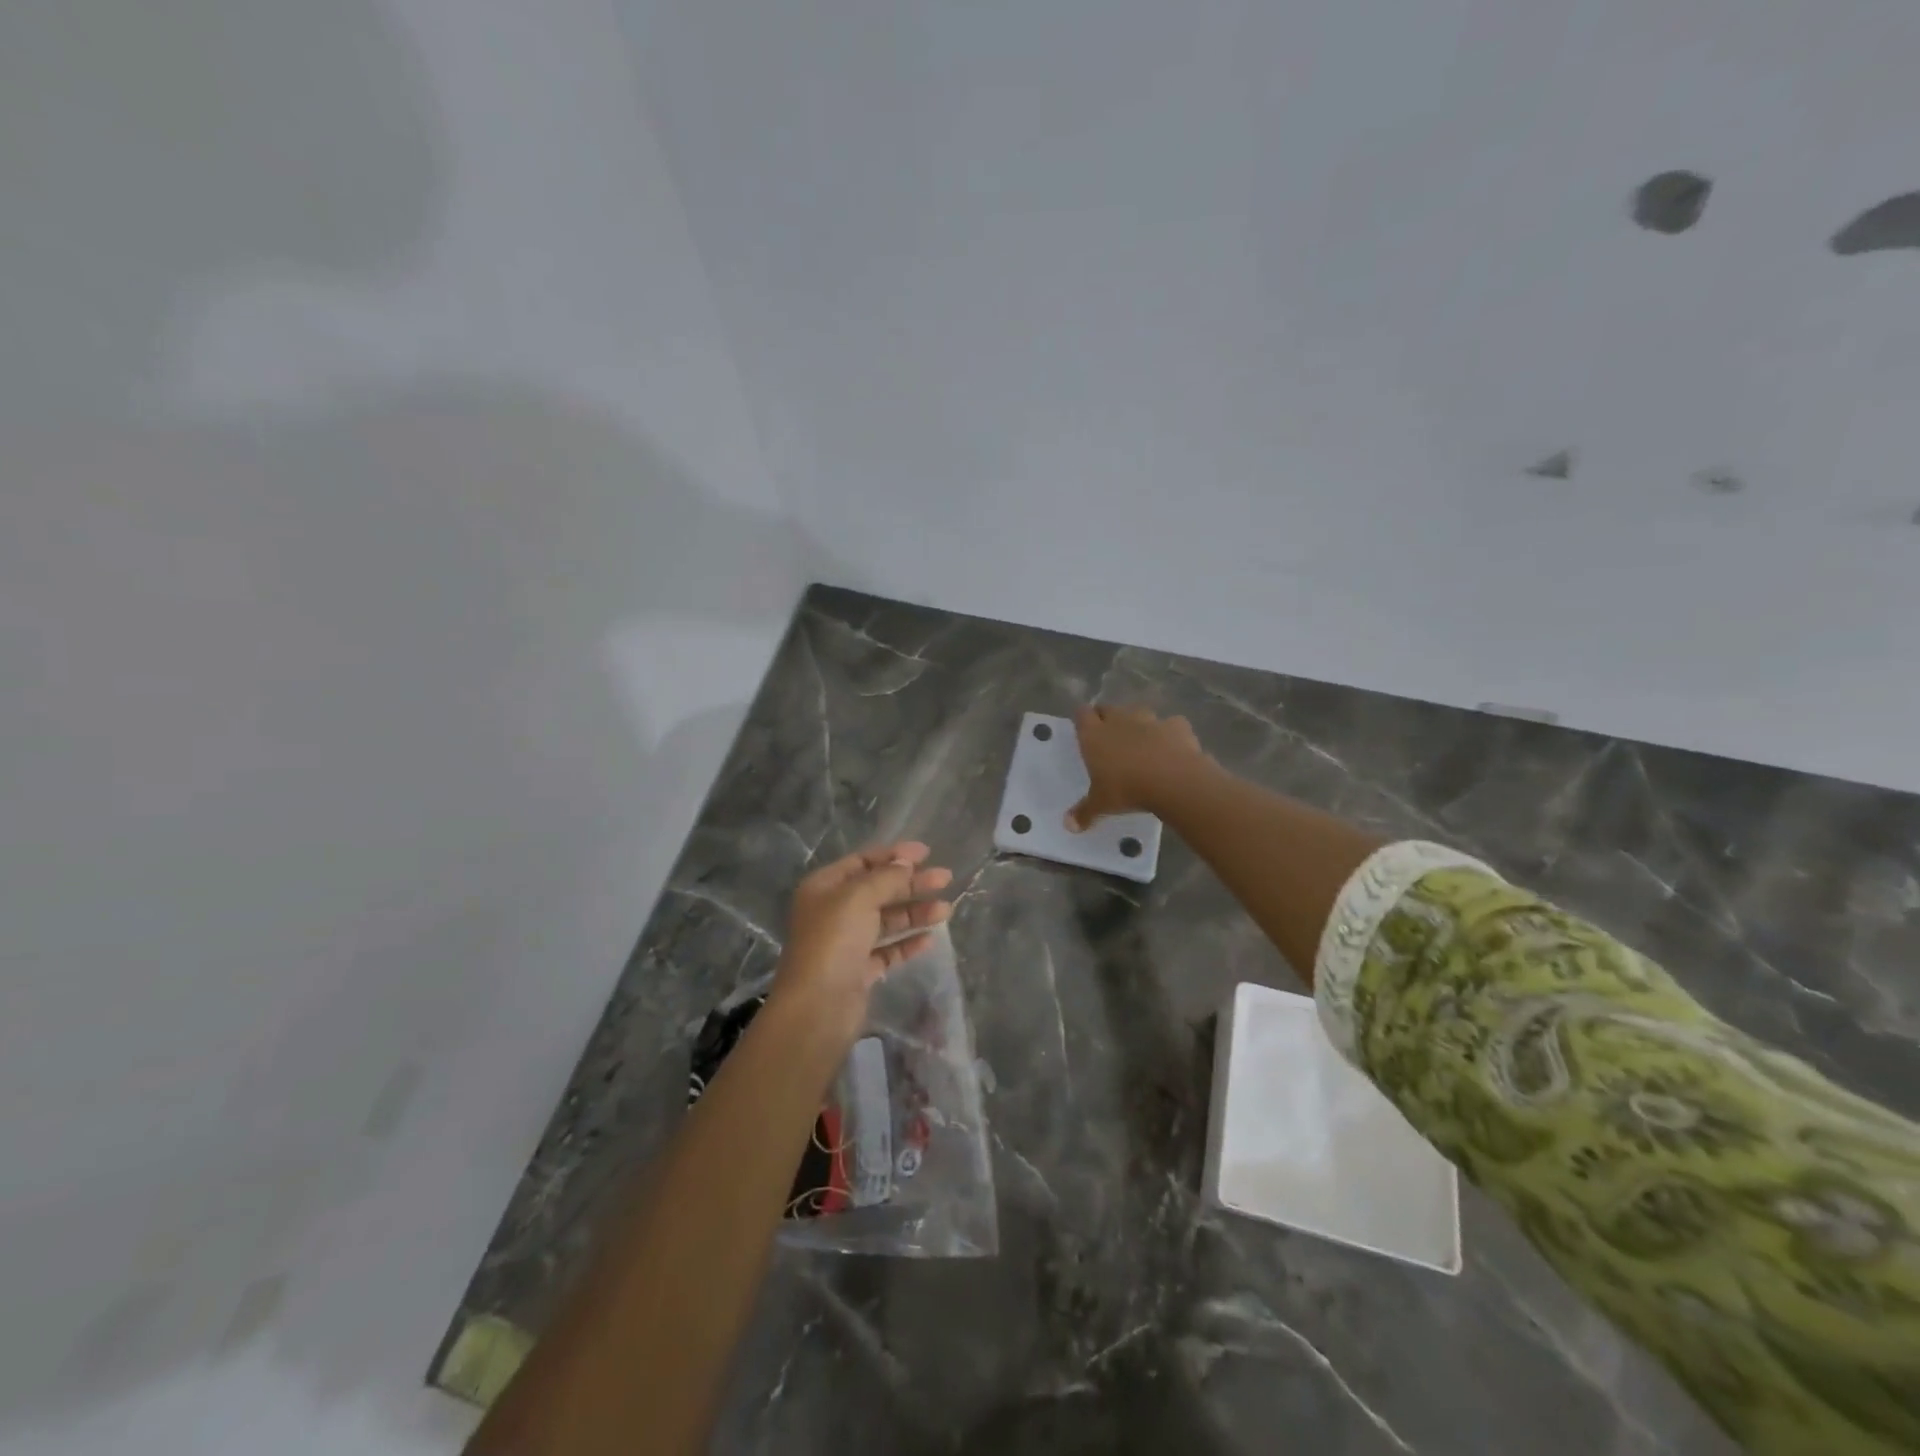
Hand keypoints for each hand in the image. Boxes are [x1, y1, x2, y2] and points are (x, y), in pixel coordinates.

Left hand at [770, 842, 953, 1045]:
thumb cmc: (833, 940)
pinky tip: (930, 938)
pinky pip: (888, 950)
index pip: (862, 862)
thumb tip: (906, 863)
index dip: (894, 855)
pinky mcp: (859, 971)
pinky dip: (908, 943)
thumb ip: (886, 877)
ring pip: (886, 921)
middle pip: (878, 890)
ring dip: (915, 912)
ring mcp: (846, 943)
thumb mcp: (859, 897)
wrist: (817, 1007)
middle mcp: (833, 912)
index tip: (926, 853)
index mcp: (824, 887)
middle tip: (945, 878)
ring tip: (946, 910)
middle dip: (911, 883)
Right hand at [1066, 705, 1208, 830]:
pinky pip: (1170, 724)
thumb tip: (1068, 826)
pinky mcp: (1177, 725)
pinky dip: (1169, 733)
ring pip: (1138, 712)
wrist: (1174, 780)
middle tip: (1108, 737)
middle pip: (1108, 708)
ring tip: (1139, 741)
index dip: (1082, 719)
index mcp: (1095, 735)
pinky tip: (1171, 747)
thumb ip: (1085, 812)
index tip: (1084, 729)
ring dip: (1137, 723)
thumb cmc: (1127, 789)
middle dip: (1107, 718)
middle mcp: (1119, 720)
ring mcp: (1150, 720)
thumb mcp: (1102, 804)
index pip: (1082, 714)